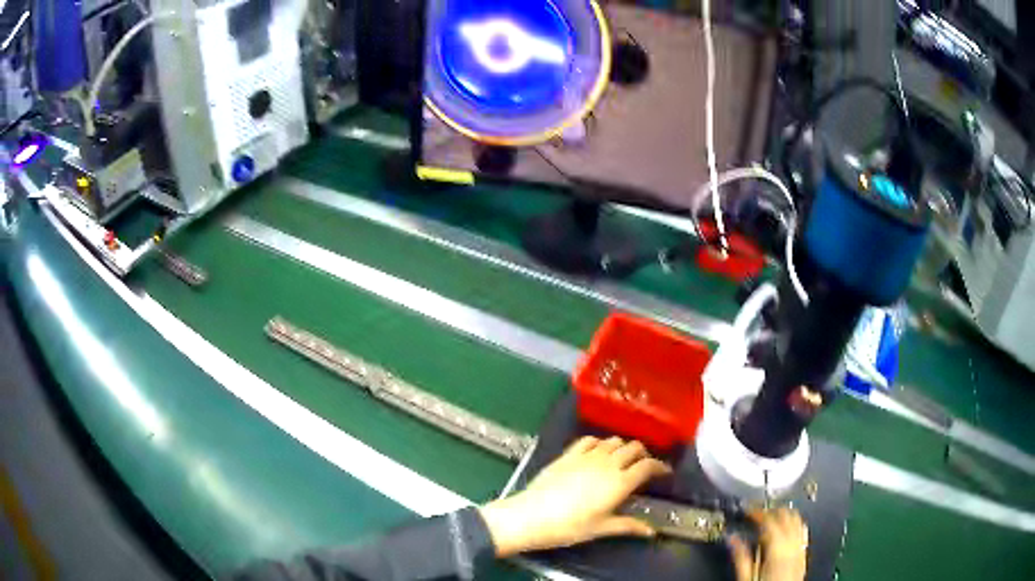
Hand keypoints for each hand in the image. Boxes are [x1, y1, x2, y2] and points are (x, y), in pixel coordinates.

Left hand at [479, 436, 671, 556]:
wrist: (531, 516)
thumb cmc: (569, 526)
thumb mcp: (601, 528)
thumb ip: (628, 526)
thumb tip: (651, 531)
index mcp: (619, 482)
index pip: (648, 466)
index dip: (660, 467)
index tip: (664, 472)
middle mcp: (607, 463)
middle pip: (634, 447)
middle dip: (643, 454)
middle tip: (643, 467)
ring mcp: (587, 456)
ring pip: (613, 440)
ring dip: (623, 447)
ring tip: (622, 459)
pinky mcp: (568, 454)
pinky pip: (589, 439)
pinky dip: (599, 442)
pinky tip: (597, 451)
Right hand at [729, 508, 807, 580]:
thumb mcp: (746, 576)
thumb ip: (740, 556)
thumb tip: (731, 538)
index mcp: (778, 548)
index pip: (769, 520)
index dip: (757, 512)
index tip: (747, 510)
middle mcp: (793, 544)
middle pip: (786, 515)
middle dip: (771, 510)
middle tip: (757, 513)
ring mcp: (800, 548)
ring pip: (796, 520)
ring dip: (784, 515)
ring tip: (770, 518)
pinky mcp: (803, 554)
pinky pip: (802, 531)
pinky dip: (794, 524)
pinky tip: (786, 529)